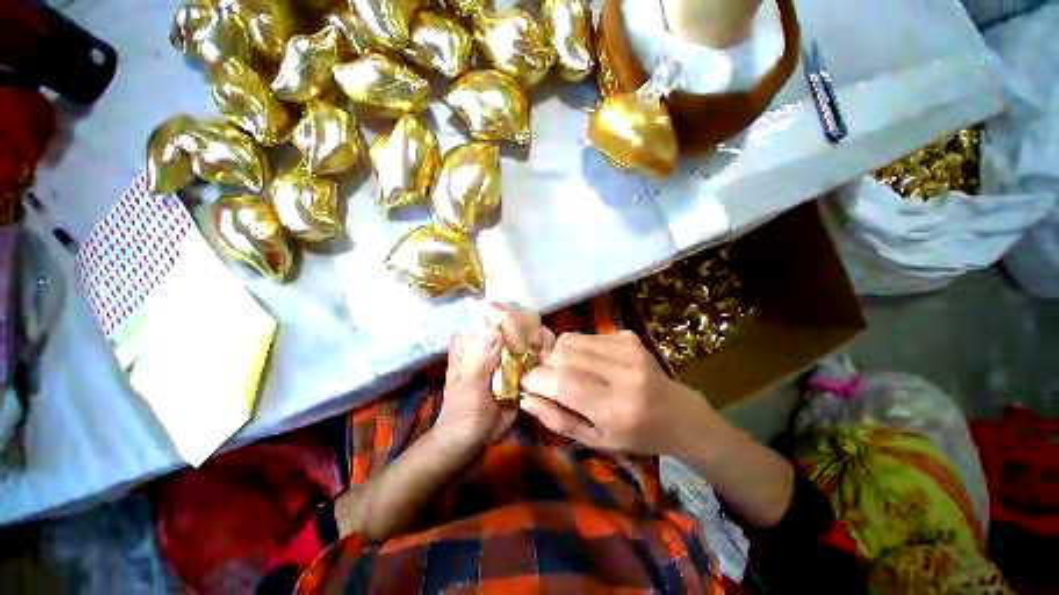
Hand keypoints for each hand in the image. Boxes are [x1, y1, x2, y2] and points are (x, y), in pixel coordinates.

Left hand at [435, 304, 553, 446]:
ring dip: (539, 341)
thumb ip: (479, 360)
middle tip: (532, 354)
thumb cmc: (464, 414)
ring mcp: (506, 348)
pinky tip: (545, 362)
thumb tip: (495, 330)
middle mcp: (490, 337)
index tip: (519, 343)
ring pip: (529, 330)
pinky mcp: (519, 361)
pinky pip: (536, 347)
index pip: (494, 312)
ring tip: (540, 360)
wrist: (473, 438)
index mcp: (472, 337)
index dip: (510, 320)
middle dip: (528, 331)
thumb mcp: (468, 389)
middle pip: (516, 317)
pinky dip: (544, 351)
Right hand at [519, 330, 717, 455]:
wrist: (677, 414)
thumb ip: (559, 421)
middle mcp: (624, 373)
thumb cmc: (635, 436)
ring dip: (558, 354)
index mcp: (617, 408)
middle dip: (544, 365)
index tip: (524, 381)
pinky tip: (586, 362)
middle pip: (564, 356)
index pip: (564, 383)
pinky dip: (575, 348)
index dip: (537, 379)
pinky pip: (585, 335)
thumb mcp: (596, 442)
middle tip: (544, 377)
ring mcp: (628, 349)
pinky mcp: (628, 336)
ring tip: (564, 369)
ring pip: (571, 340)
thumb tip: (526, 399)